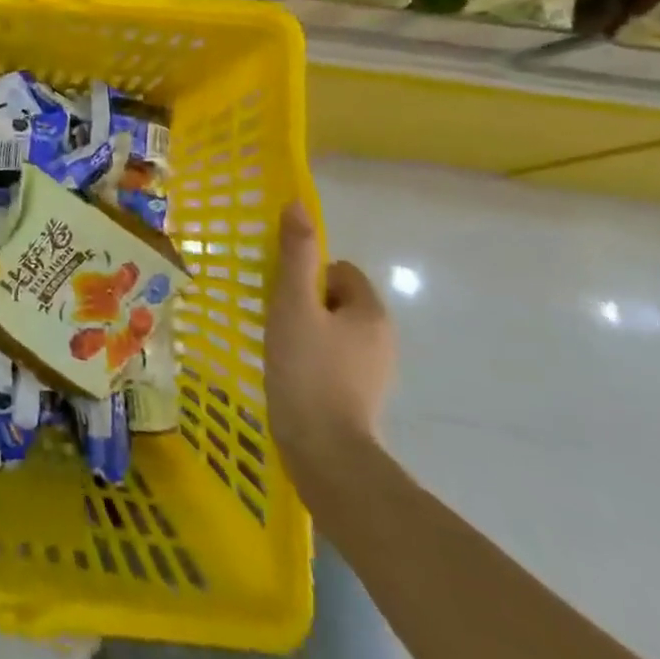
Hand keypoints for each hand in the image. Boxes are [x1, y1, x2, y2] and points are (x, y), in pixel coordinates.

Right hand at [267, 201, 396, 508]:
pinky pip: (335, 361)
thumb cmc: (307, 370)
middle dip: (307, 305)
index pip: (341, 271)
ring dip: (309, 333)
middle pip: (338, 301)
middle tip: (277, 319)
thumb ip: (295, 255)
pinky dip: (314, 361)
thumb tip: (298, 204)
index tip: (284, 294)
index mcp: (371, 313)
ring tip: (280, 348)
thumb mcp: (293, 304)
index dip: (309, 276)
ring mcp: (375, 373)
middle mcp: (382, 339)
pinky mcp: (361, 399)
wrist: (325, 454)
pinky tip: (292, 375)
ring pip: (335, 333)